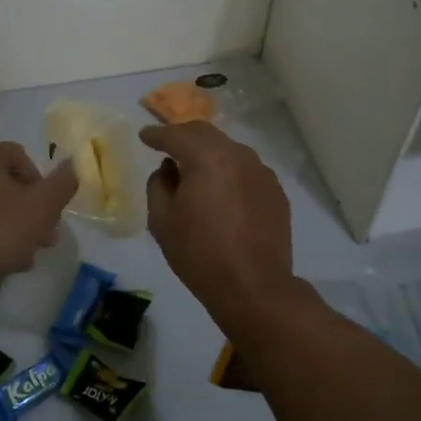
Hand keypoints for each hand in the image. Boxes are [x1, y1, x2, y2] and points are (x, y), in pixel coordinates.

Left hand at [0, 142, 76, 305]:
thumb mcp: (43, 206)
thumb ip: (63, 182)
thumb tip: (71, 164)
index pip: (20, 156)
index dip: (41, 182)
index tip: (48, 211)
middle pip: (3, 183)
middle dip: (27, 209)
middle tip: (43, 237)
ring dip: (9, 225)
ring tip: (23, 255)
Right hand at [142, 122, 296, 326]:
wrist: (254, 286)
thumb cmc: (200, 253)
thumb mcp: (162, 220)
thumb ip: (158, 185)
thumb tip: (168, 170)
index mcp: (207, 157)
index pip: (176, 135)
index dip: (156, 134)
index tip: (144, 135)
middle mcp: (237, 154)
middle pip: (205, 133)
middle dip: (184, 136)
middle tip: (168, 145)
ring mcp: (261, 171)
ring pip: (228, 150)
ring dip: (209, 153)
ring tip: (195, 169)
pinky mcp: (275, 190)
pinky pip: (246, 170)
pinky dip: (229, 171)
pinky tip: (222, 191)